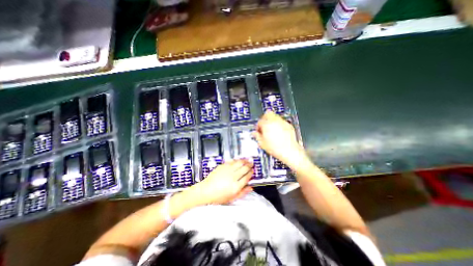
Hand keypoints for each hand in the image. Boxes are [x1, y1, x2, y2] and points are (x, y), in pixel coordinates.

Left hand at [186, 159, 254, 204]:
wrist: (205, 191)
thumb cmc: (218, 197)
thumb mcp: (232, 198)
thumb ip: (243, 193)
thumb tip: (251, 187)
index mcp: (236, 186)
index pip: (247, 177)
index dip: (251, 173)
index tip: (253, 171)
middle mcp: (233, 177)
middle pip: (244, 169)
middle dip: (249, 166)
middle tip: (252, 164)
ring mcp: (227, 170)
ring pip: (239, 163)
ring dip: (245, 161)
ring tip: (248, 160)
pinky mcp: (222, 166)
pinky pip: (232, 161)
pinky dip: (237, 160)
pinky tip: (239, 160)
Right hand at [253, 111, 304, 166]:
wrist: (289, 151)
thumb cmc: (274, 148)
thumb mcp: (262, 143)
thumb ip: (257, 136)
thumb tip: (254, 133)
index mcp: (266, 124)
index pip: (259, 121)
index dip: (258, 126)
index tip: (258, 131)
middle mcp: (274, 120)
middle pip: (267, 113)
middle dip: (264, 119)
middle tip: (264, 126)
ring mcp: (282, 122)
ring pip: (275, 116)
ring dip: (271, 121)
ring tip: (271, 129)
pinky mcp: (288, 125)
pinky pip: (281, 121)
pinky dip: (278, 124)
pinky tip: (278, 132)